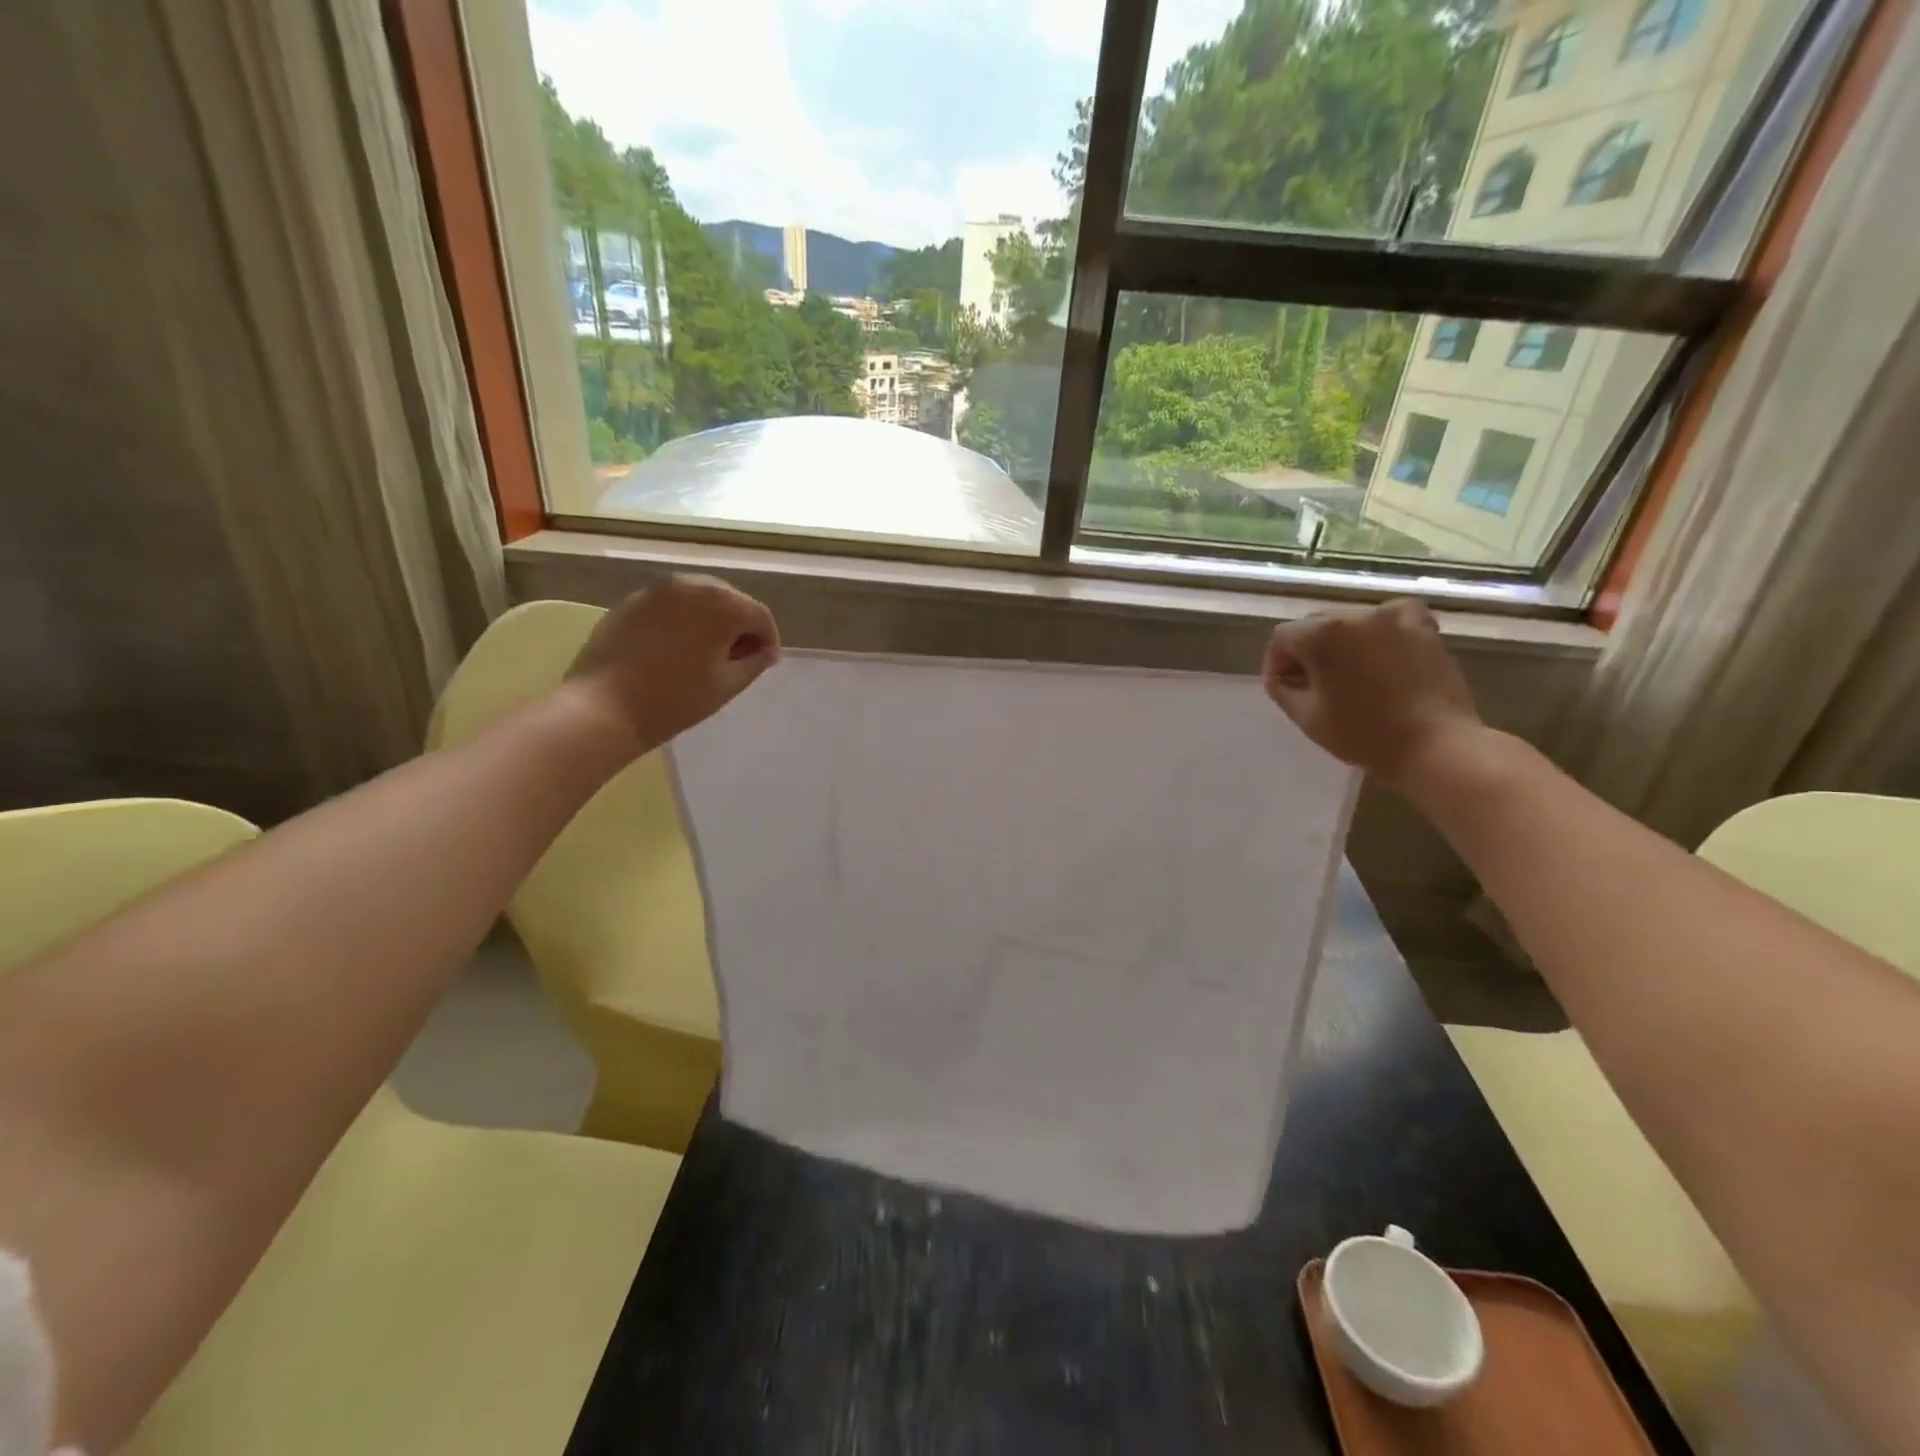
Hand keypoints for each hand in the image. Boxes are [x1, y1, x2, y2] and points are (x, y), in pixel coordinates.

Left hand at [566, 575, 780, 755]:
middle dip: (739, 627)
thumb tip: (765, 650)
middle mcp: (691, 585)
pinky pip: (671, 606)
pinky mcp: (632, 601)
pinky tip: (676, 650)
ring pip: (699, 601)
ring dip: (711, 622)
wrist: (604, 707)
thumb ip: (755, 662)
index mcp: (721, 603)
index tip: (765, 664)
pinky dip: (683, 622)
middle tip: (738, 660)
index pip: (759, 616)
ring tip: (707, 655)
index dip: (768, 640)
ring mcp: (657, 590)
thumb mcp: (728, 684)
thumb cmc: (676, 699)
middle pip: (730, 601)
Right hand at [1262, 599, 1481, 786]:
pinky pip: (1393, 615)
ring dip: (1342, 642)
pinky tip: (1382, 648)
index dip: (1276, 663)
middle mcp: (1354, 616)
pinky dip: (1382, 628)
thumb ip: (1283, 690)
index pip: (1283, 637)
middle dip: (1307, 651)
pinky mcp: (1423, 628)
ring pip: (1351, 621)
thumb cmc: (1364, 735)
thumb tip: (1282, 677)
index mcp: (1321, 636)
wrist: (1435, 747)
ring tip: (1349, 672)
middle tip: (1313, 685)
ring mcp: (1392, 618)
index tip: (1284, 688)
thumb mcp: (1306, 718)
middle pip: (1316, 625)